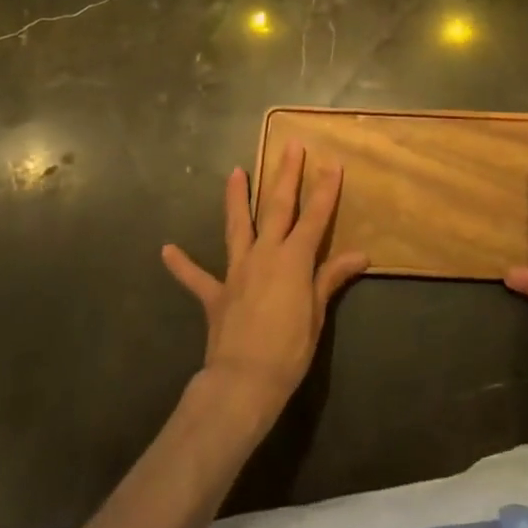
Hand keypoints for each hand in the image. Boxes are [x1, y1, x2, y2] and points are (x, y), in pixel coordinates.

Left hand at [161, 140, 367, 428]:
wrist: (243, 382)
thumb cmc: (289, 349)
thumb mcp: (317, 314)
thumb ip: (331, 278)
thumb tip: (360, 255)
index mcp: (293, 258)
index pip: (315, 216)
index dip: (325, 189)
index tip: (332, 162)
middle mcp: (264, 254)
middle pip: (277, 207)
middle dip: (286, 175)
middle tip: (290, 145)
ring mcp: (236, 271)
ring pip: (237, 227)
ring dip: (236, 199)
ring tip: (234, 172)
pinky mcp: (215, 294)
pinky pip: (196, 277)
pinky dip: (182, 264)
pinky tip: (167, 249)